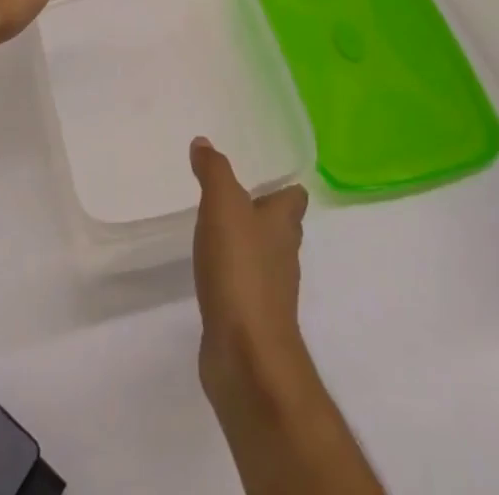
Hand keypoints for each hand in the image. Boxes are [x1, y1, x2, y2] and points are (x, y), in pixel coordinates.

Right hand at [190, 137, 310, 411]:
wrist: (246, 355)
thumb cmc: (241, 269)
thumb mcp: (222, 204)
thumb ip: (214, 170)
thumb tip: (203, 143)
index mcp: (283, 223)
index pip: (294, 196)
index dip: (283, 184)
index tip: (261, 172)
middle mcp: (284, 254)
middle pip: (280, 226)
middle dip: (261, 212)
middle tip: (232, 195)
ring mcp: (270, 290)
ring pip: (263, 257)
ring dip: (245, 245)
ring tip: (217, 228)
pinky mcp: (252, 319)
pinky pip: (244, 287)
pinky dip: (231, 277)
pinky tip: (211, 272)